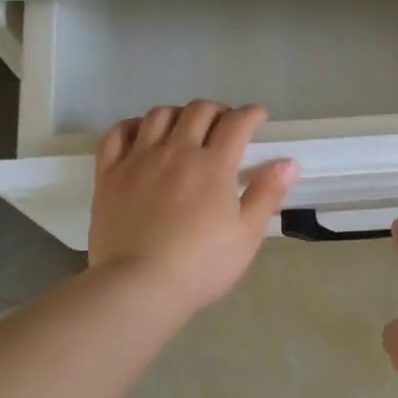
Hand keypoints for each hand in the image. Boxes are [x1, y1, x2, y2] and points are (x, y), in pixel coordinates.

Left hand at [88, 101, 296, 314]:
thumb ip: (266, 194)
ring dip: (178, 114)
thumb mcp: (247, 235)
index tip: (259, 117)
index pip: (236, 123)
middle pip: (198, 111)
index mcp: (213, 165)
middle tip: (225, 125)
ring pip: (158, 115)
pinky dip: (132, 126)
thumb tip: (288, 163)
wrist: (139, 287)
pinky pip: (117, 134)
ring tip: (185, 129)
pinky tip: (141, 135)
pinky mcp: (109, 174)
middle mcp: (176, 151)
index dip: (251, 114)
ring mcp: (138, 160)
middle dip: (218, 110)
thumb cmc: (201, 265)